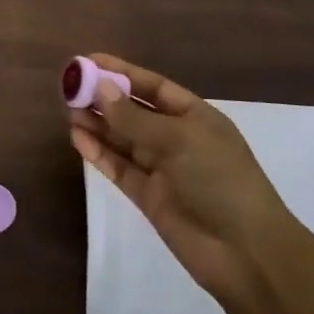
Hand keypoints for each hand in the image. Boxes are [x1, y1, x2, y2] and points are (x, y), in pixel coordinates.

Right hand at [69, 53, 296, 301]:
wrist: (245, 252)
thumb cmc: (219, 180)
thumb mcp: (179, 140)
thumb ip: (135, 118)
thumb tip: (100, 89)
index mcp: (194, 116)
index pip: (152, 87)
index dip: (122, 72)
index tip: (89, 60)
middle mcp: (176, 138)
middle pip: (134, 112)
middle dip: (104, 98)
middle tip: (69, 87)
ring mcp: (162, 169)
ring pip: (122, 139)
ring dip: (98, 124)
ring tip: (68, 110)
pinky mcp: (148, 196)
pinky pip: (119, 167)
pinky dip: (99, 153)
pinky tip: (77, 138)